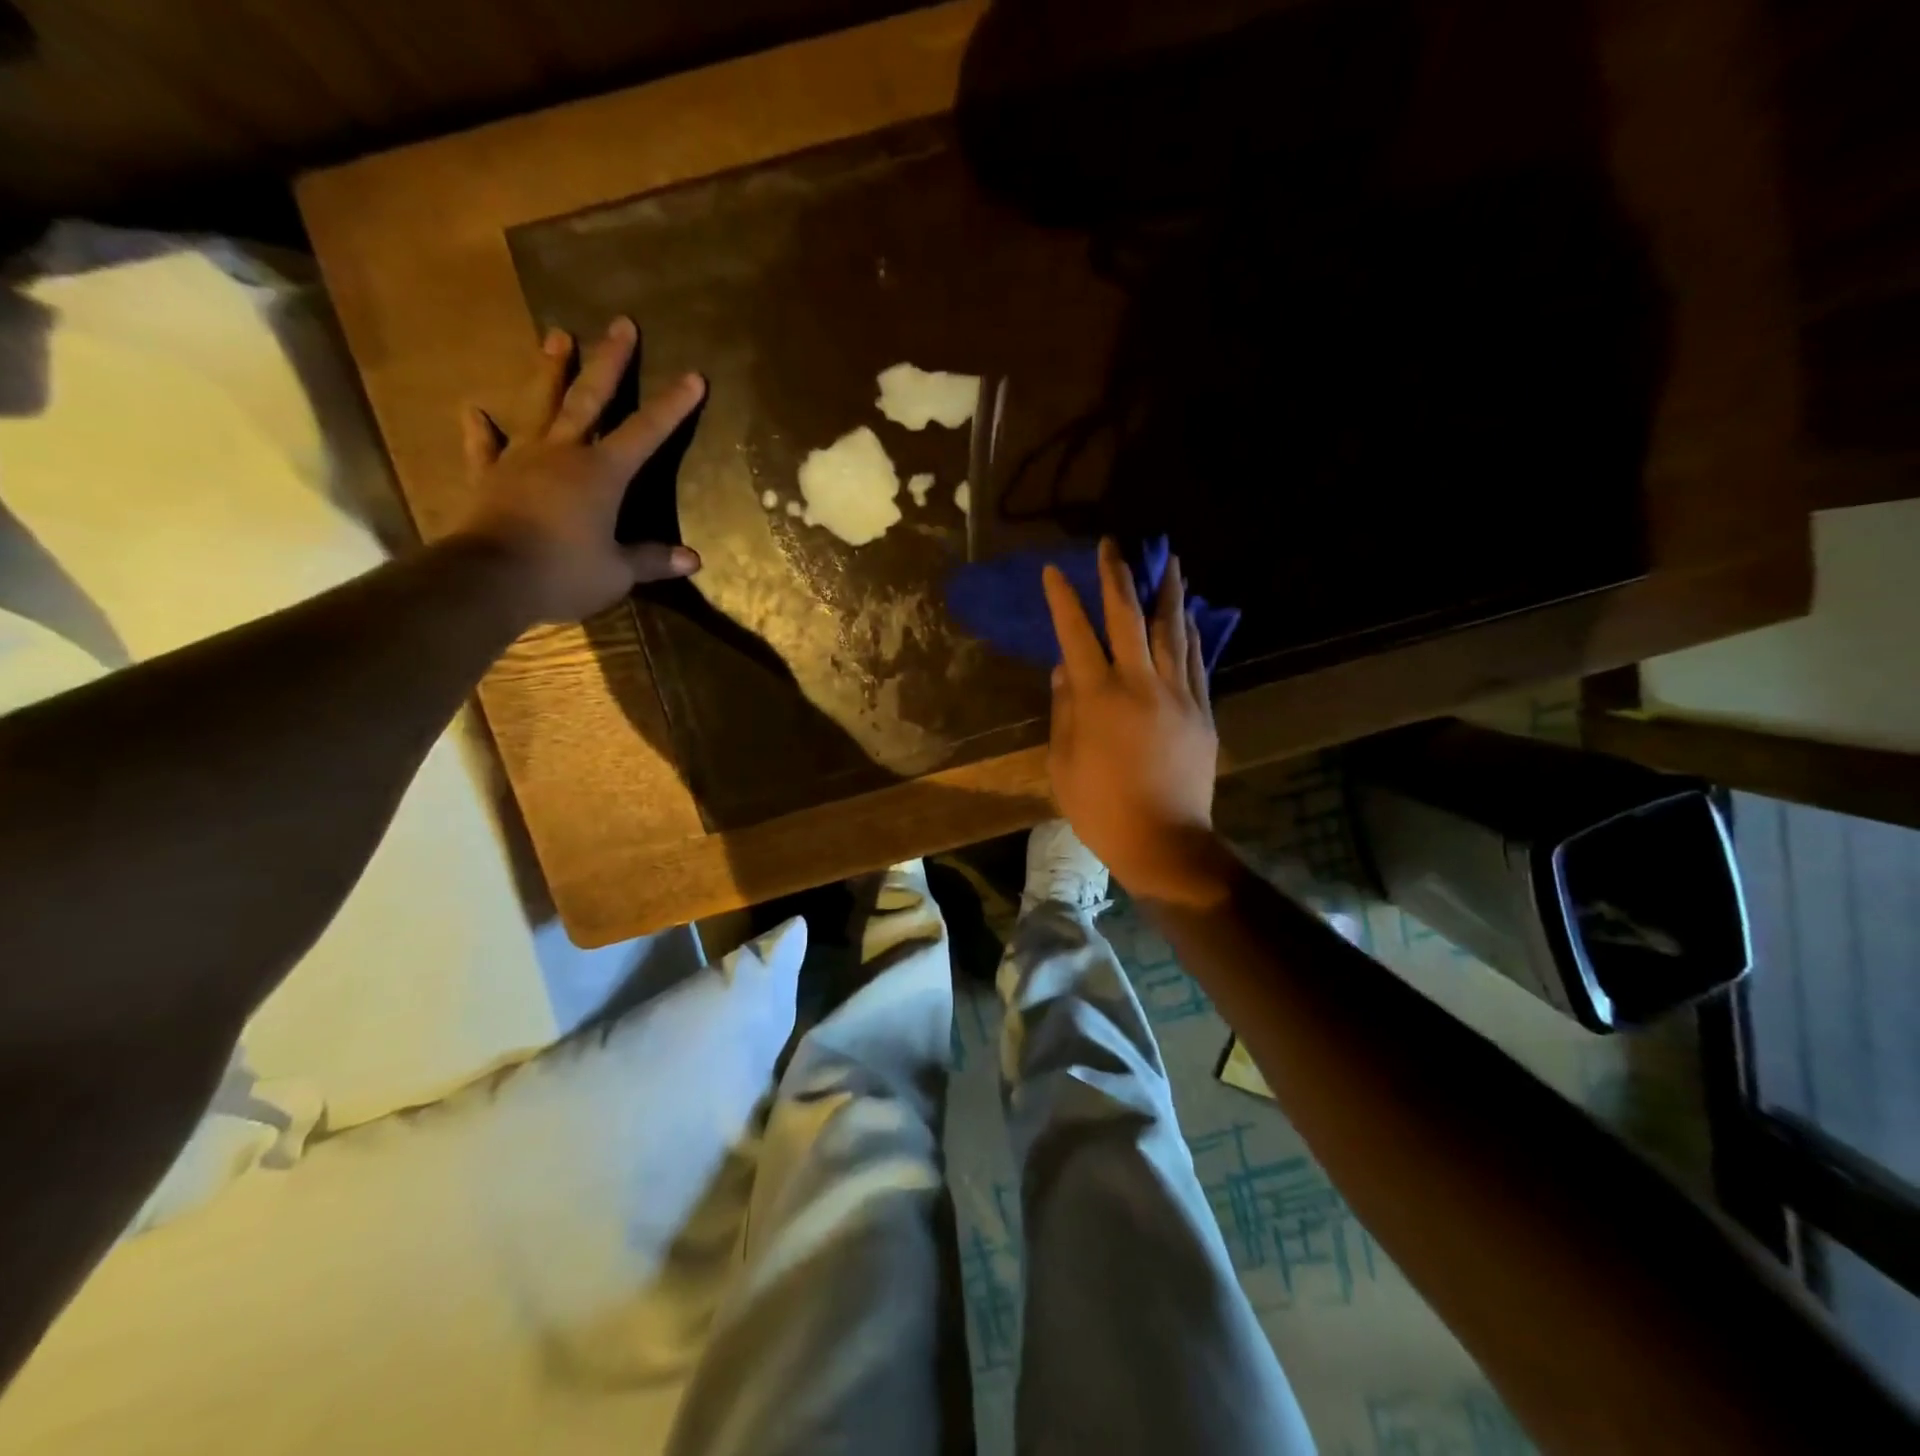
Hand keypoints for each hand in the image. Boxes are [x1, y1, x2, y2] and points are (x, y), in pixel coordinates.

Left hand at [455, 318, 705, 622]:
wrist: (490, 579)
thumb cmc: (565, 572)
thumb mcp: (618, 572)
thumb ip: (653, 560)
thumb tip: (693, 560)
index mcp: (602, 473)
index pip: (646, 432)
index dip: (672, 406)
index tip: (693, 376)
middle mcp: (564, 453)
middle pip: (590, 399)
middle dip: (610, 362)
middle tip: (621, 324)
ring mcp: (522, 460)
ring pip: (539, 406)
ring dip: (549, 371)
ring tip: (556, 335)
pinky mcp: (489, 477)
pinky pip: (484, 447)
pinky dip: (480, 430)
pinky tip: (475, 411)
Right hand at [1042, 538, 1233, 904]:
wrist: (1164, 840)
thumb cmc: (1101, 808)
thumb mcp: (1063, 763)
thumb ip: (1064, 711)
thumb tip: (1064, 669)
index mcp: (1098, 698)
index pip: (1076, 635)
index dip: (1064, 599)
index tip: (1055, 570)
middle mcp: (1139, 684)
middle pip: (1128, 619)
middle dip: (1117, 578)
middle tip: (1113, 545)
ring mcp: (1177, 695)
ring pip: (1172, 631)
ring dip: (1167, 592)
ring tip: (1169, 561)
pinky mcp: (1201, 711)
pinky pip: (1196, 661)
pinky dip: (1191, 633)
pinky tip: (1189, 614)